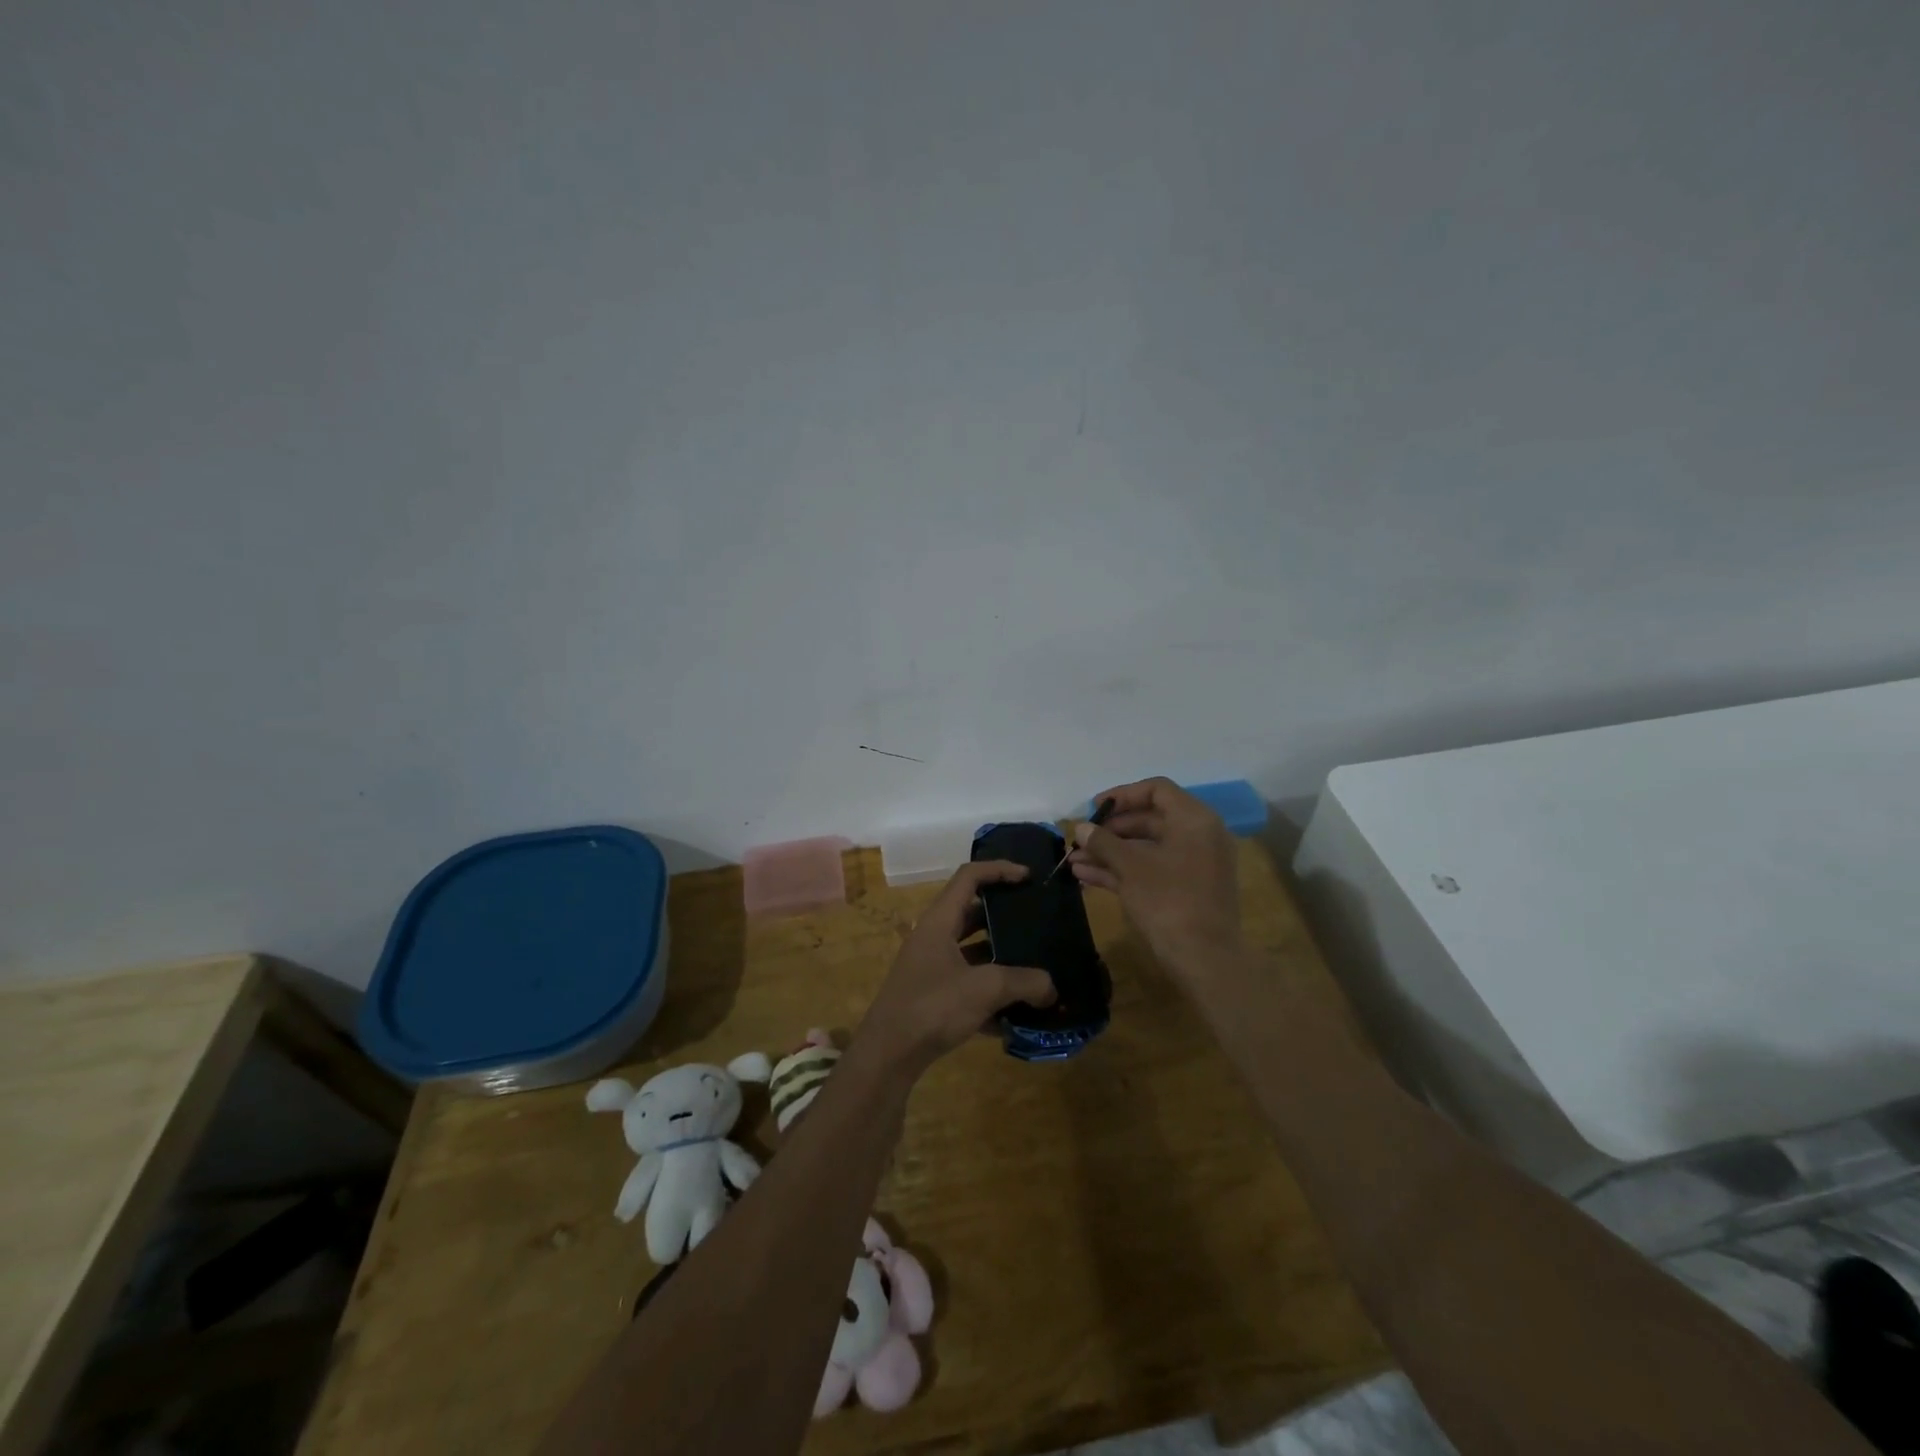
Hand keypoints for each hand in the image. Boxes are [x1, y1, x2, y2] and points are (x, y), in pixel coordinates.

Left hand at [853, 861, 1055, 1078]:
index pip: (969, 877)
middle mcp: (934, 938)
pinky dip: (992, 994)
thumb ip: (1024, 982)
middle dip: (1005, 916)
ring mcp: (932, 968)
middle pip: (972, 913)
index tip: (1029, 877)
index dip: (999, 869)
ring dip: (1002, 958)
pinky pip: (969, 985)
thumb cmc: (932, 1006)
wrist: (888, 1055)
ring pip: (972, 951)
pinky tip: (1018, 1015)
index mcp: (939, 921)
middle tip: (1037, 922)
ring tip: (1036, 967)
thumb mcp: (984, 989)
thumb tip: (1051, 987)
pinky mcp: (933, 997)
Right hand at [1070, 777, 1242, 979]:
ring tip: (1074, 861)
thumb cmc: (1169, 900)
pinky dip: (1122, 871)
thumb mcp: (1130, 867)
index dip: (1122, 795)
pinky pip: (1151, 869)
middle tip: (1080, 839)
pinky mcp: (1185, 890)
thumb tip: (1080, 828)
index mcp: (1194, 820)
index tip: (1094, 808)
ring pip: (1146, 848)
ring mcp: (1193, 865)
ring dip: (1110, 853)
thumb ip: (1103, 842)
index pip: (1157, 790)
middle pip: (1149, 820)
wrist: (1204, 959)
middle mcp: (1198, 836)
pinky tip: (1087, 877)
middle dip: (1110, 830)